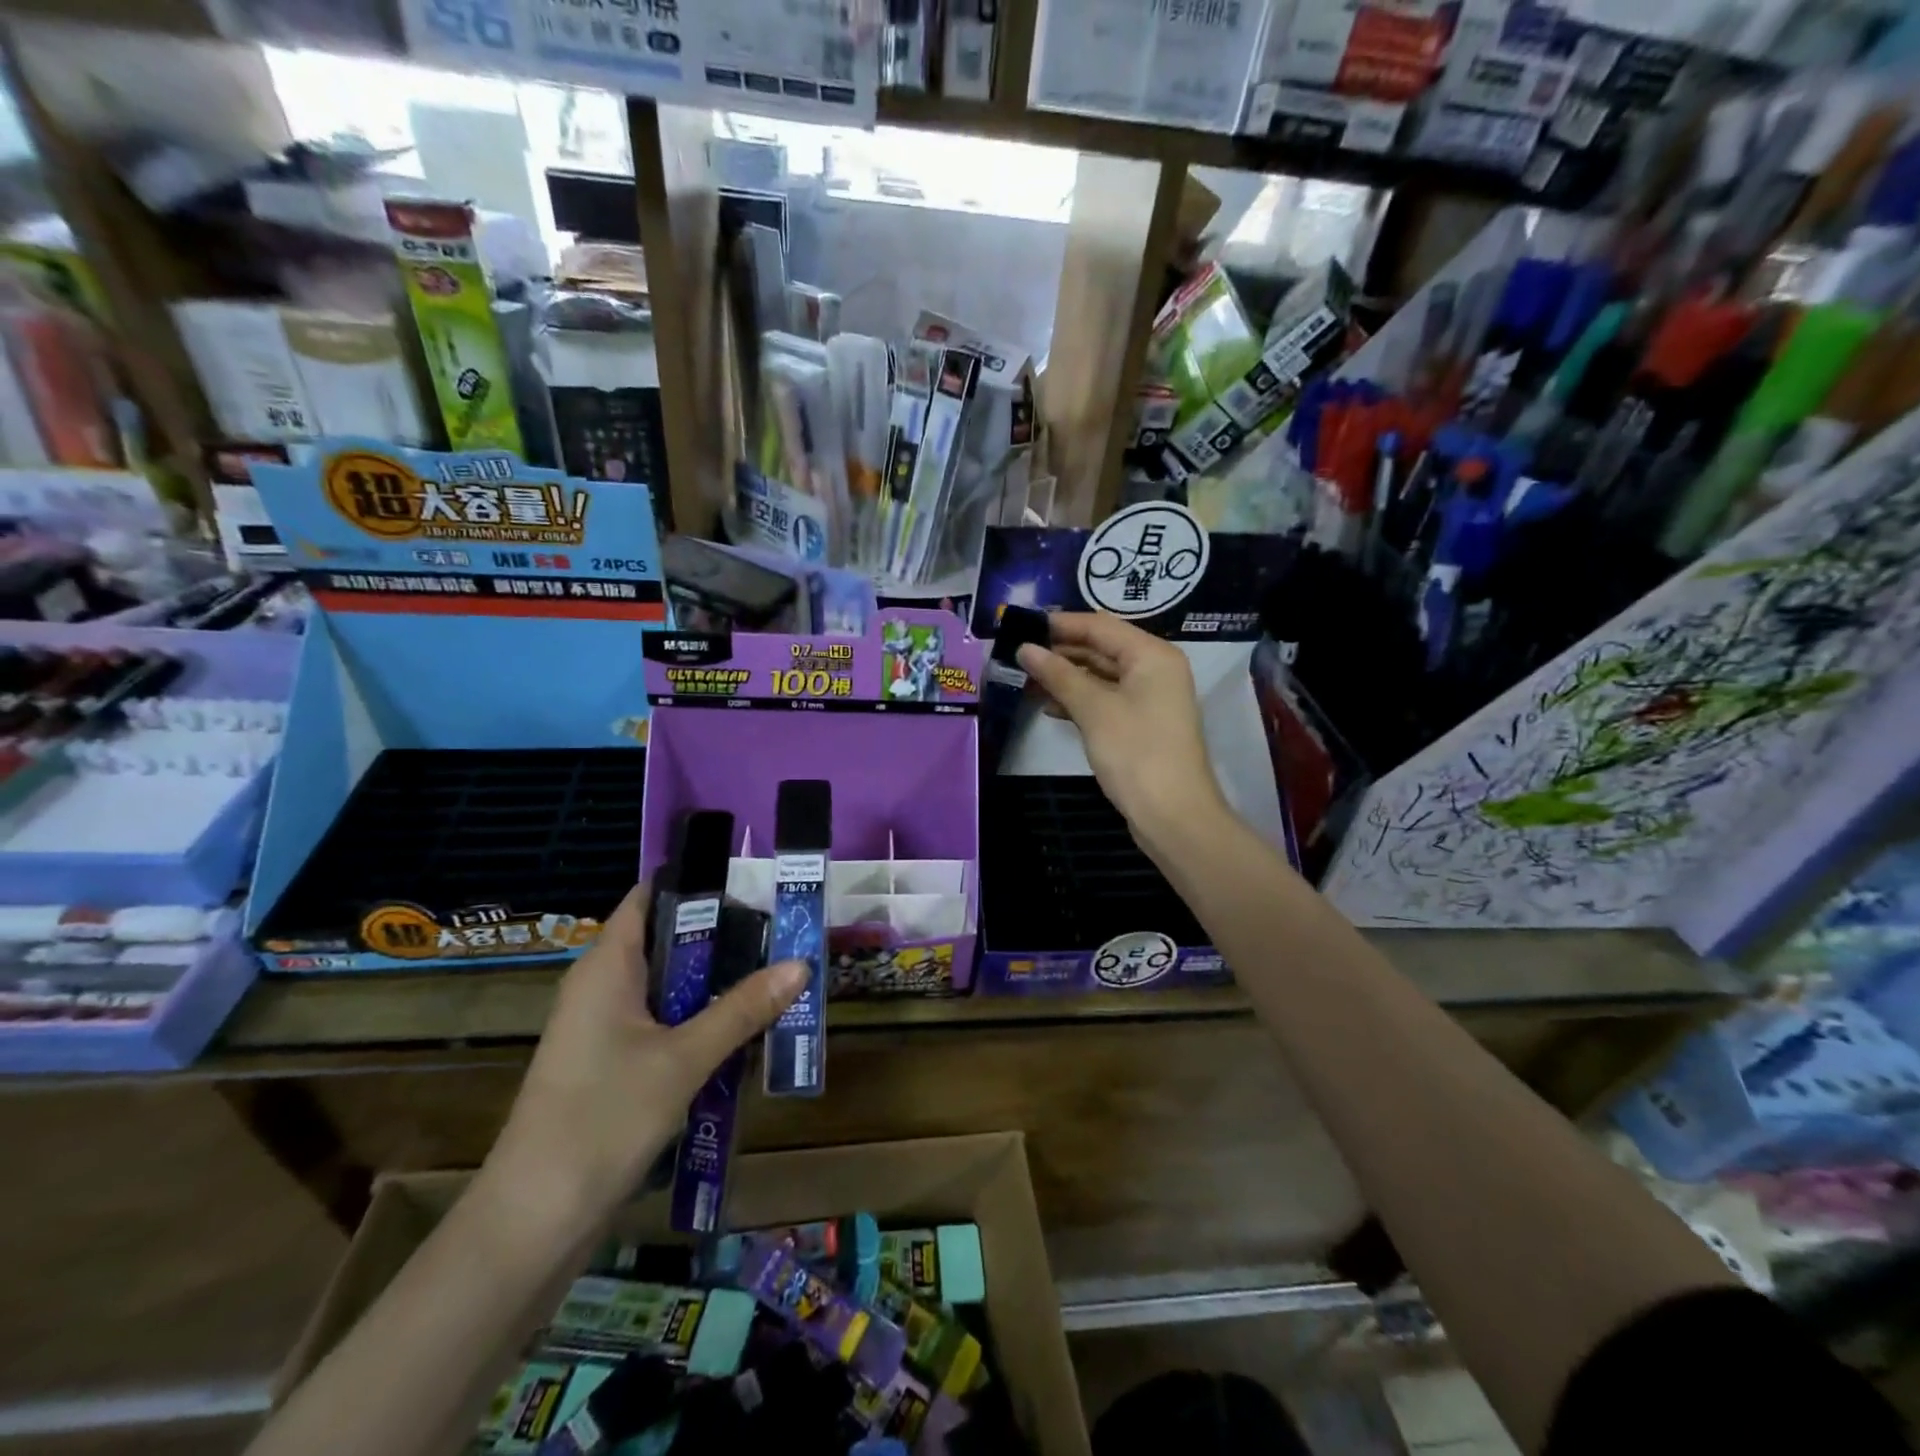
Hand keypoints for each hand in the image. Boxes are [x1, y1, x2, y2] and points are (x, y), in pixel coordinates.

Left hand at [482, 885, 804, 1239]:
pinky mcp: (610, 1064)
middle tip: (782, 930)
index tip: (754, 880)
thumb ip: (742, 1009)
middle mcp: (602, 985)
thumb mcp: (684, 1059)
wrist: (533, 1222)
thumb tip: (801, 964)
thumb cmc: (603, 1119)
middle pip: (668, 940)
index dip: (698, 882)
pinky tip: (744, 1030)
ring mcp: (604, 1027)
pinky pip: (663, 1022)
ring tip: (776, 973)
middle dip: (724, 937)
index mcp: (607, 966)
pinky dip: (701, 1019)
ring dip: (717, 983)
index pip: (651, 896)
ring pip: (669, 986)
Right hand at [1016, 612, 1225, 854]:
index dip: (1060, 624)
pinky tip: (1049, 706)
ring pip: (1101, 675)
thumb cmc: (1135, 752)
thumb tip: (1024, 648)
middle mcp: (1155, 669)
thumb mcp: (1093, 709)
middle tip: (1017, 654)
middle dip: (1060, 651)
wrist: (1172, 815)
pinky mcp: (1141, 724)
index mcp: (1152, 655)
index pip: (1100, 626)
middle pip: (1101, 648)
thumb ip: (1058, 675)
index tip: (1020, 625)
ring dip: (1065, 677)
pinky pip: (1105, 699)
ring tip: (1025, 679)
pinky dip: (1079, 699)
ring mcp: (1149, 698)